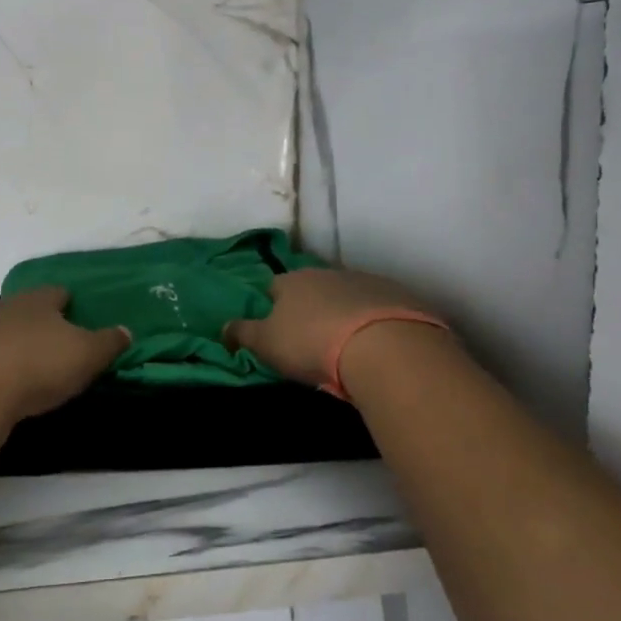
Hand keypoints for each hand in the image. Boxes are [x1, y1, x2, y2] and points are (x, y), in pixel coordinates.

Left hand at [0, 287, 129, 422]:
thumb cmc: (39, 366)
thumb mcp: (87, 355)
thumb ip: (108, 342)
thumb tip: (126, 330)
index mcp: (38, 300)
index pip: (57, 292)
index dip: (69, 302)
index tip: (77, 315)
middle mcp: (6, 306)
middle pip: (26, 308)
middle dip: (40, 322)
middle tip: (55, 342)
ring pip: (2, 330)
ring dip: (14, 342)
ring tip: (28, 364)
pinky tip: (2, 382)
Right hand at [226, 268, 457, 392]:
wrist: (383, 347)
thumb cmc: (312, 344)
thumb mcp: (266, 344)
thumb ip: (242, 333)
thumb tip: (222, 327)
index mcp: (291, 282)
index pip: (274, 287)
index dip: (272, 305)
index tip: (276, 327)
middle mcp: (326, 273)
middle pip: (312, 288)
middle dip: (310, 308)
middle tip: (311, 339)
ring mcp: (364, 281)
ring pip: (346, 295)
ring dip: (343, 312)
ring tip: (346, 344)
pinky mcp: (397, 295)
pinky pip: (378, 306)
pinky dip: (374, 320)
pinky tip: (376, 344)